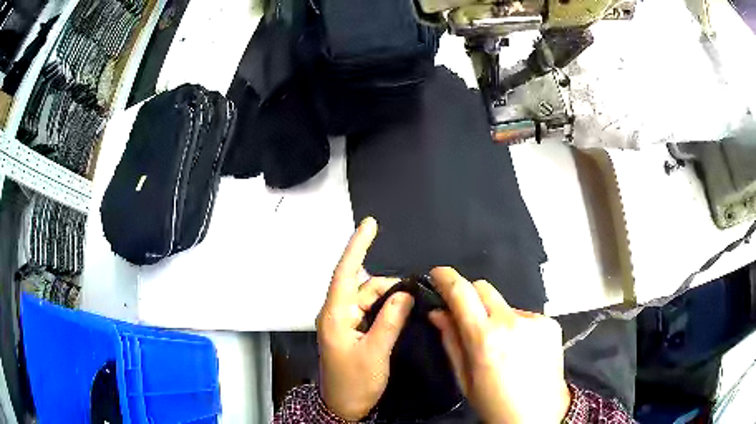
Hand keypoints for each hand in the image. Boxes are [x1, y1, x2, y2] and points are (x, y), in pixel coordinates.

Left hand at [316, 217, 414, 420]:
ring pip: (367, 298)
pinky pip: (368, 311)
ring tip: (409, 304)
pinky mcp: (350, 330)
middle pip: (362, 286)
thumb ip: (390, 320)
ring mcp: (343, 322)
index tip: (369, 224)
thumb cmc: (355, 382)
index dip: (357, 246)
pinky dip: (384, 308)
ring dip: (388, 298)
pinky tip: (399, 312)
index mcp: (335, 315)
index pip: (345, 273)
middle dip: (387, 285)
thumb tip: (404, 293)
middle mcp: (336, 313)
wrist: (343, 406)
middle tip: (414, 291)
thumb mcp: (375, 352)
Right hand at [428, 267, 570, 423]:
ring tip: (501, 344)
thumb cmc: (494, 403)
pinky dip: (517, 326)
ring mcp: (535, 321)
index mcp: (485, 338)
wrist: (537, 414)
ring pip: (505, 304)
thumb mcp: (465, 378)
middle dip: (471, 296)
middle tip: (467, 316)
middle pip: (484, 288)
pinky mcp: (551, 323)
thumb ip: (451, 340)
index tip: (438, 274)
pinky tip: (521, 348)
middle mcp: (511, 322)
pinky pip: (525, 316)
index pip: (461, 293)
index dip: (447, 278)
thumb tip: (438, 312)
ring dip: (496, 316)